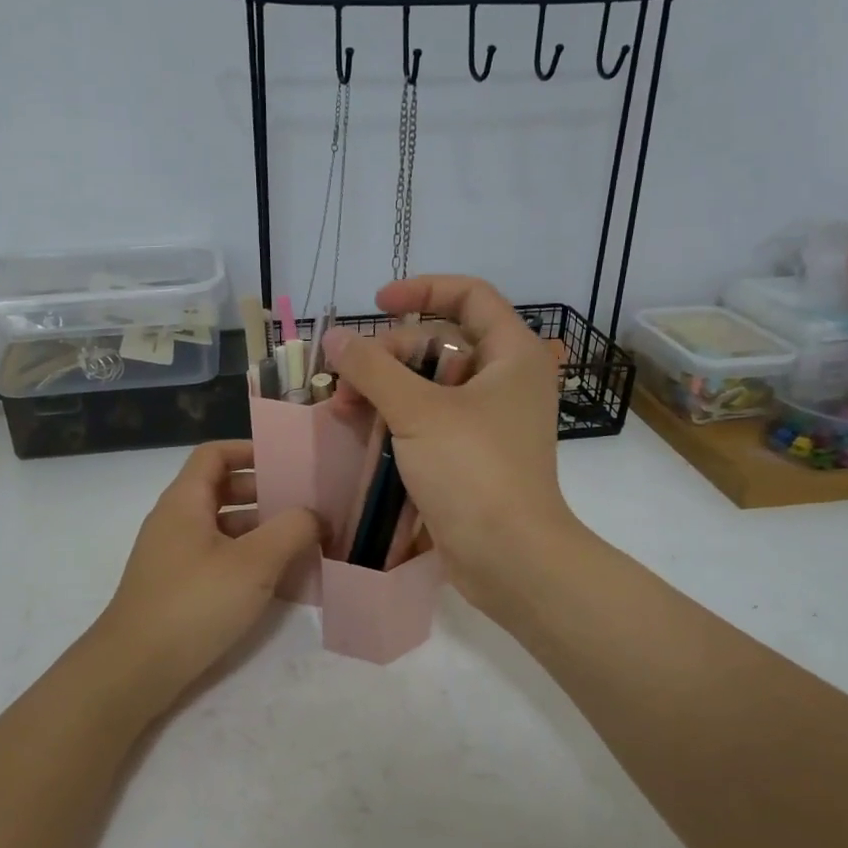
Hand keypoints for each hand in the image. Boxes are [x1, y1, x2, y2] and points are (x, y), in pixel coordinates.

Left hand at [86, 441, 319, 718]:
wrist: (134, 670)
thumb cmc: (194, 603)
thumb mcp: (254, 563)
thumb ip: (292, 530)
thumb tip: (314, 515)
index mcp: (185, 501)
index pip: (214, 454)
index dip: (249, 450)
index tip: (287, 462)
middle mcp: (175, 521)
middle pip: (221, 489)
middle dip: (263, 493)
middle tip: (304, 505)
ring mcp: (172, 556)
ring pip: (221, 527)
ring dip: (259, 530)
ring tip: (301, 543)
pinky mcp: (175, 588)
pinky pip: (216, 558)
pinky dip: (246, 559)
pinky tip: (276, 581)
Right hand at [322, 276, 583, 613]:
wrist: (510, 558)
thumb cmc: (473, 470)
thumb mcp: (418, 411)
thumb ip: (373, 368)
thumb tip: (336, 337)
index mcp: (511, 354)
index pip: (470, 296)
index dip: (423, 290)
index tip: (377, 304)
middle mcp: (504, 381)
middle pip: (439, 343)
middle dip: (388, 355)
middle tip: (347, 380)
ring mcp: (488, 421)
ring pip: (428, 385)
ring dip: (384, 390)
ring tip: (342, 410)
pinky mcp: (471, 455)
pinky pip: (429, 420)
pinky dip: (396, 420)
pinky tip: (360, 432)